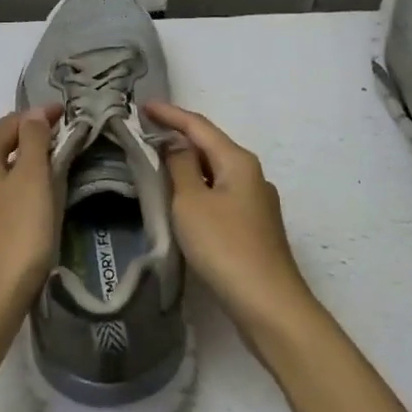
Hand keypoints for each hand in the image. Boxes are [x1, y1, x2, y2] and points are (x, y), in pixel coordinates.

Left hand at [0, 107, 58, 399]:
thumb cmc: (16, 233)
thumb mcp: (32, 179)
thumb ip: (34, 140)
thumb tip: (35, 112)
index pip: (10, 123)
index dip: (39, 115)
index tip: (67, 114)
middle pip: (0, 145)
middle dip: (29, 137)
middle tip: (62, 137)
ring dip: (24, 163)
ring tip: (53, 166)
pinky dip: (18, 187)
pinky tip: (34, 201)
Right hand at [145, 102, 315, 332]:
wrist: (269, 306)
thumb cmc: (225, 247)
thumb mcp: (191, 202)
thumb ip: (180, 166)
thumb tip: (175, 145)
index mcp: (238, 161)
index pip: (198, 125)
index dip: (169, 114)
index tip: (142, 105)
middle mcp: (252, 174)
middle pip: (210, 146)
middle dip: (179, 137)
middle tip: (146, 133)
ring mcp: (256, 202)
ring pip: (215, 171)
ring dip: (188, 164)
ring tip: (158, 163)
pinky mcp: (253, 227)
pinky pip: (219, 194)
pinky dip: (198, 188)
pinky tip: (183, 200)